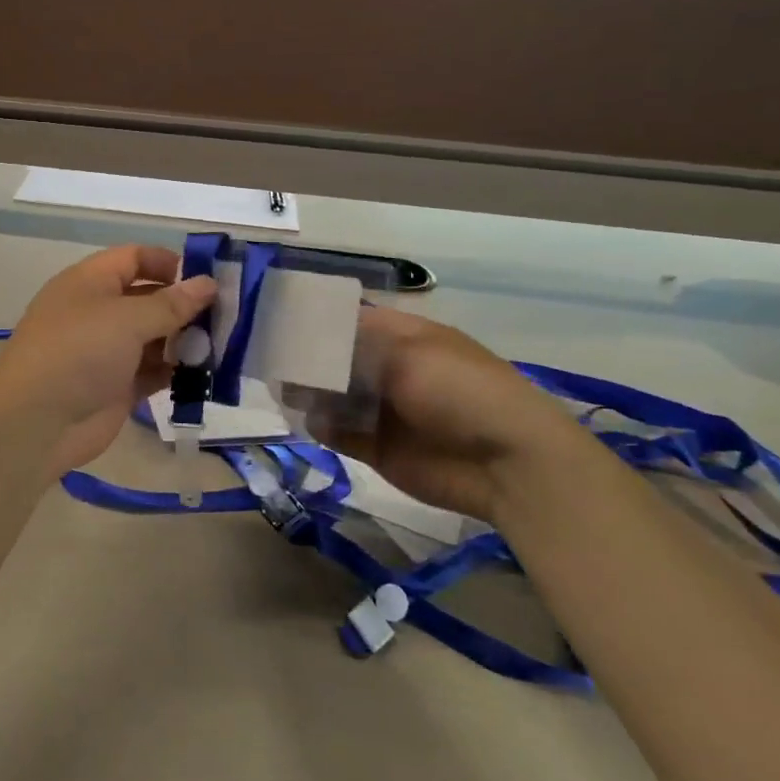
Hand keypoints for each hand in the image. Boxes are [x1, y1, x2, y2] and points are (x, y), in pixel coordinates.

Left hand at [0, 246, 217, 476]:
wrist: (35, 422)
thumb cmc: (78, 352)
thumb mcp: (126, 319)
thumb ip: (170, 303)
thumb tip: (207, 284)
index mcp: (90, 282)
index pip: (133, 258)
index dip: (168, 263)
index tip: (207, 278)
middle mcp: (97, 312)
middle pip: (147, 298)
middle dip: (184, 305)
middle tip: (228, 316)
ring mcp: (106, 352)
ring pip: (153, 337)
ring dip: (184, 340)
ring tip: (223, 345)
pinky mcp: (116, 387)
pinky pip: (152, 371)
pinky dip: (176, 371)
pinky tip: (205, 374)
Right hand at [300, 307, 602, 524]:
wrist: (507, 464)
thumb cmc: (461, 391)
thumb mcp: (411, 351)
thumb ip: (357, 344)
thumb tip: (314, 339)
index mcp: (406, 338)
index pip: (354, 320)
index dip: (321, 318)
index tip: (283, 316)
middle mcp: (391, 370)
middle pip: (339, 358)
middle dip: (308, 357)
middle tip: (272, 356)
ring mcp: (384, 410)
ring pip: (334, 396)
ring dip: (310, 392)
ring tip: (281, 388)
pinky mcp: (377, 447)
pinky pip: (339, 432)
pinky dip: (320, 425)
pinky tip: (305, 418)